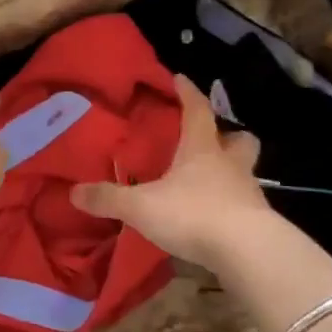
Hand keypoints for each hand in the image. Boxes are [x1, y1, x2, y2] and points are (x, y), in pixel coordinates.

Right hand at [71, 75, 272, 271]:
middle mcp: (230, 165)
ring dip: (229, 172)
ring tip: (208, 182)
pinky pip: (243, 205)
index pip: (198, 110)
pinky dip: (230, 206)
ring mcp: (248, 194)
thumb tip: (74, 192)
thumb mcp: (141, 206)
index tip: (180, 79)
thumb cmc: (194, 214)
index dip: (188, 93)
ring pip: (244, 172)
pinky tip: (214, 217)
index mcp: (202, 149)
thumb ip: (109, 198)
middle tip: (211, 139)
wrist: (248, 253)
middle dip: (228, 135)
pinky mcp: (257, 223)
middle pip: (239, 140)